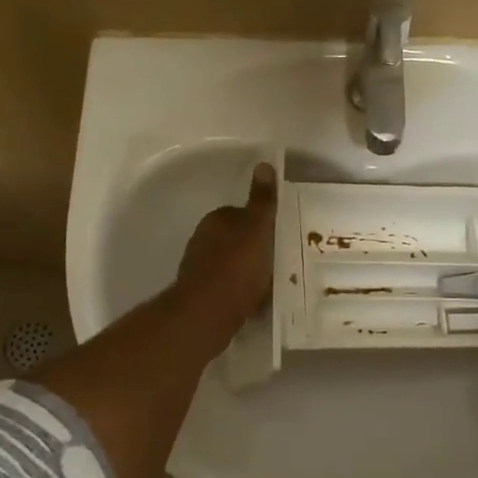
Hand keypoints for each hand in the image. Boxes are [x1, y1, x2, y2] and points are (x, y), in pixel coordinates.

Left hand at [173, 163, 277, 334]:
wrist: (208, 312)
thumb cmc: (237, 266)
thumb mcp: (257, 228)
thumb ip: (262, 200)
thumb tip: (263, 164)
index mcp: (216, 219)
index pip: (241, 214)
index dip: (260, 225)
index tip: (277, 237)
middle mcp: (202, 239)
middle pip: (236, 240)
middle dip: (253, 250)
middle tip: (278, 263)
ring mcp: (199, 268)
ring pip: (231, 265)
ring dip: (247, 273)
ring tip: (270, 286)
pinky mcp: (200, 294)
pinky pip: (227, 288)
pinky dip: (239, 293)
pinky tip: (254, 304)